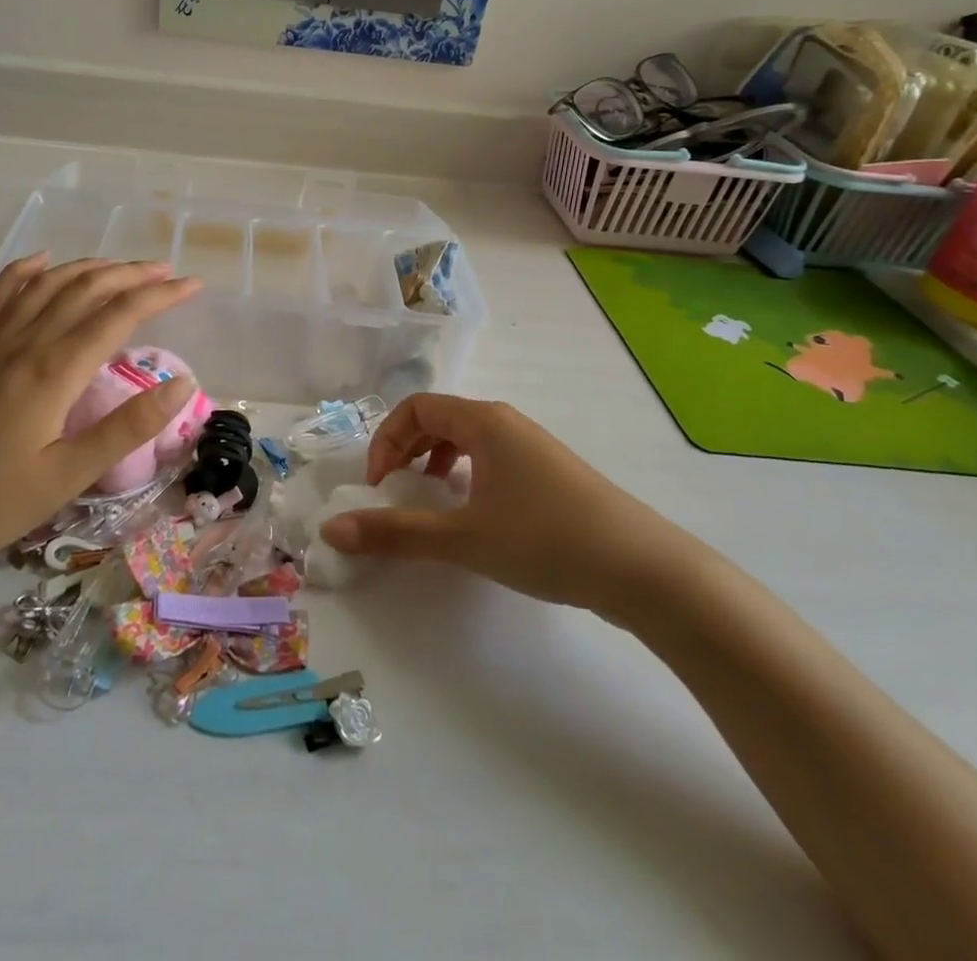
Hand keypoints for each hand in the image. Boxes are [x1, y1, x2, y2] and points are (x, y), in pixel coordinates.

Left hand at [0, 255, 201, 568]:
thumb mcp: (67, 476)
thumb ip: (126, 427)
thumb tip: (182, 385)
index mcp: (56, 370)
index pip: (120, 315)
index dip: (161, 296)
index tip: (194, 286)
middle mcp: (26, 342)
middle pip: (86, 289)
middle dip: (131, 274)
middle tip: (166, 271)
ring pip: (47, 285)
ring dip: (89, 268)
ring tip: (120, 265)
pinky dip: (23, 271)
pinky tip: (40, 261)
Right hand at [317, 395, 696, 624]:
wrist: (644, 570)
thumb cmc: (546, 540)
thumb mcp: (463, 538)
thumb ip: (396, 532)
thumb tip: (332, 529)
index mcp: (484, 421)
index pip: (416, 407)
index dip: (386, 440)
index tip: (378, 484)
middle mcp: (507, 423)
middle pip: (440, 417)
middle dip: (407, 448)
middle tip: (394, 489)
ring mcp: (532, 447)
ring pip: (468, 438)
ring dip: (436, 460)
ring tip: (430, 498)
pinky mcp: (550, 473)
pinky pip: (492, 458)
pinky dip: (467, 474)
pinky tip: (473, 513)